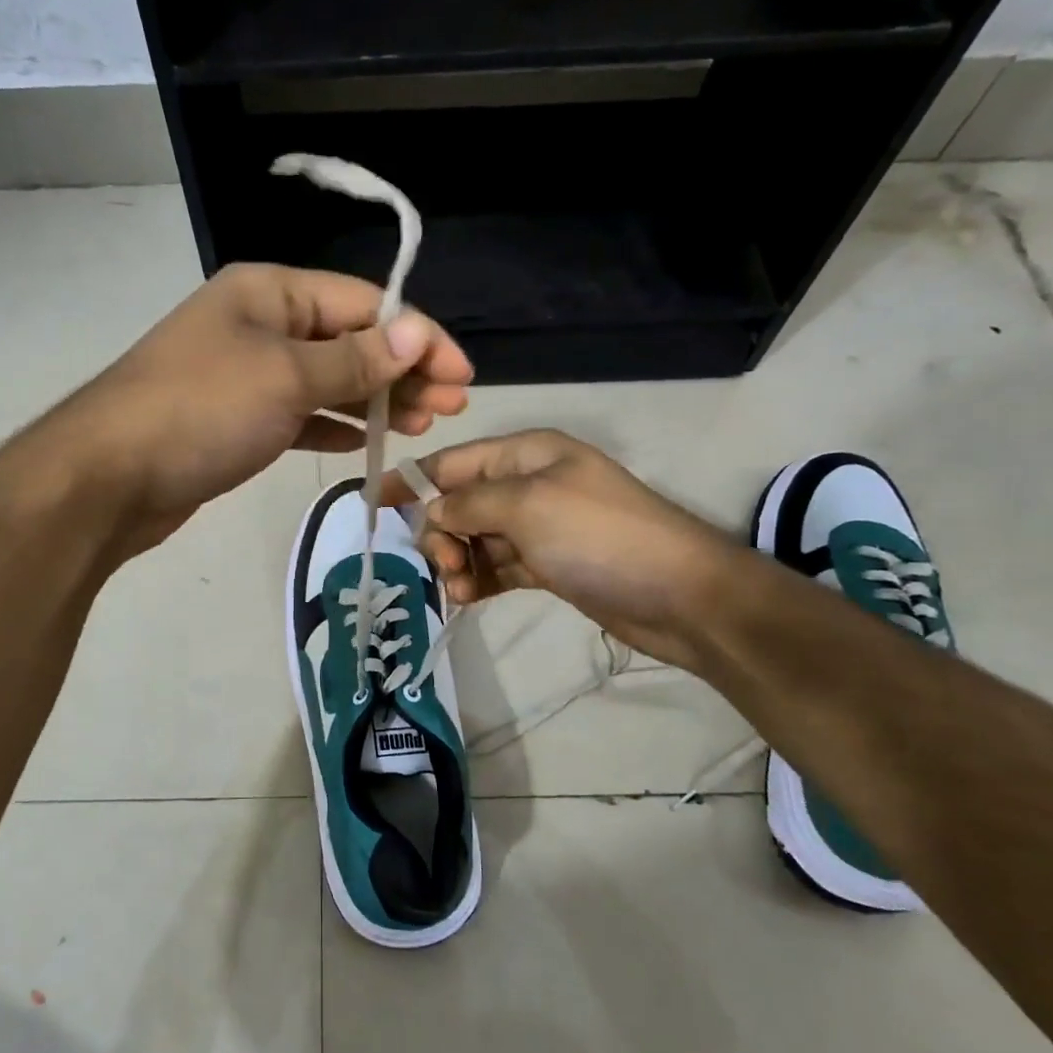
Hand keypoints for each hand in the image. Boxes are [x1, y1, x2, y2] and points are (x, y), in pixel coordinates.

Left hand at [59, 262, 472, 551]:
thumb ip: (355, 359)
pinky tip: (364, 440)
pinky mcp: (237, 419)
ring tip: (421, 425)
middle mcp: (260, 324)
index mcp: (270, 293)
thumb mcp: (287, 377)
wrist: (109, 478)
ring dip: (375, 399)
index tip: (463, 375)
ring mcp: (246, 373)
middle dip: (402, 370)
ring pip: (327, 379)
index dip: (419, 336)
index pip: (363, 303)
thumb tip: (417, 333)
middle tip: (451, 407)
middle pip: (349, 340)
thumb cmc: (202, 411)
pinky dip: (332, 424)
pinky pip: (299, 413)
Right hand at [382, 430, 742, 668]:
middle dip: (441, 532)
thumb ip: (469, 504)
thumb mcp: (527, 506)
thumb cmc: (599, 536)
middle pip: (460, 502)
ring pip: (475, 538)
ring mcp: (539, 526)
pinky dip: (479, 579)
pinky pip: (497, 565)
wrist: (679, 595)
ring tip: (460, 590)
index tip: (372, 505)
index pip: (453, 462)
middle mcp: (529, 483)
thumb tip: (431, 511)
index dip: (412, 481)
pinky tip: (468, 598)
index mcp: (526, 453)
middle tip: (446, 565)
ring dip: (458, 561)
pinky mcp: (547, 564)